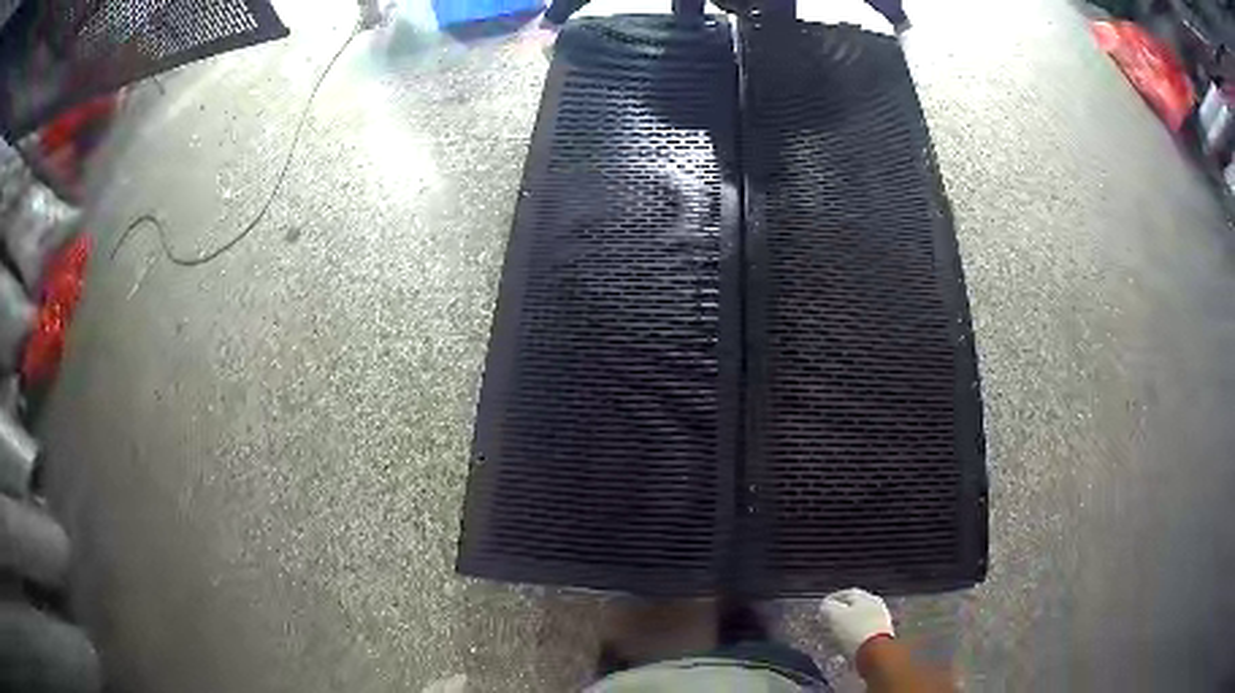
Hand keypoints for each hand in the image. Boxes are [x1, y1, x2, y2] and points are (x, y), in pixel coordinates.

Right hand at [820, 588, 894, 658]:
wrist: (876, 652)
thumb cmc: (854, 631)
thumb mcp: (834, 616)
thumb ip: (827, 607)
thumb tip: (826, 605)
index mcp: (864, 596)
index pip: (845, 593)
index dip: (832, 600)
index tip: (822, 609)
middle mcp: (876, 604)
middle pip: (855, 606)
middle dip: (841, 613)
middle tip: (829, 621)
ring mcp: (881, 619)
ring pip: (860, 619)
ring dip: (849, 625)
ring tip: (836, 634)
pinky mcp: (883, 635)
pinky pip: (865, 632)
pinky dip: (855, 635)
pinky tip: (848, 643)